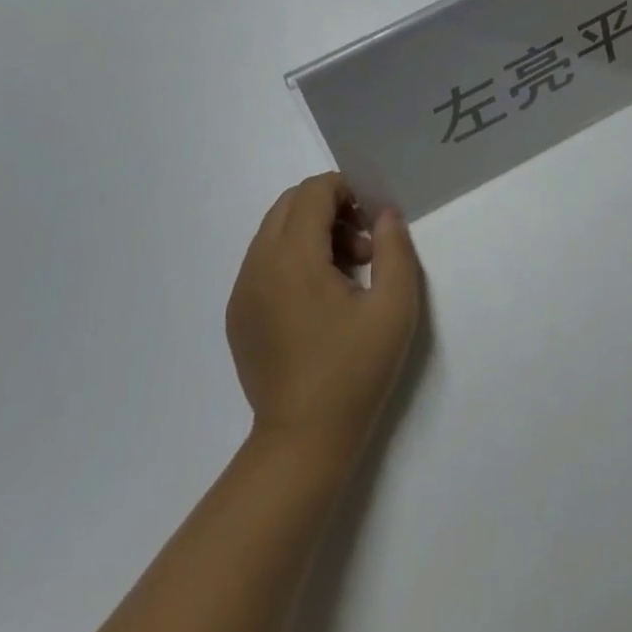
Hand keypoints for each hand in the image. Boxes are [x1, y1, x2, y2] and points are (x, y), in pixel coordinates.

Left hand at [225, 173, 422, 465]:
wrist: (302, 441)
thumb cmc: (354, 372)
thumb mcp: (394, 308)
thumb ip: (395, 249)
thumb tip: (385, 214)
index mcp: (293, 257)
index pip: (313, 191)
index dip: (346, 190)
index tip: (372, 221)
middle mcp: (258, 264)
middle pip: (289, 204)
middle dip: (329, 209)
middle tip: (362, 248)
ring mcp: (241, 290)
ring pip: (274, 231)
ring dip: (310, 233)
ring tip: (344, 276)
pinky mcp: (237, 313)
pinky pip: (262, 261)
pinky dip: (291, 259)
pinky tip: (317, 301)